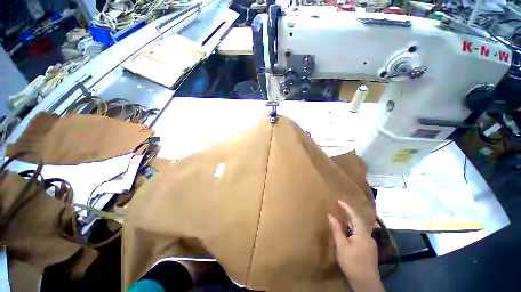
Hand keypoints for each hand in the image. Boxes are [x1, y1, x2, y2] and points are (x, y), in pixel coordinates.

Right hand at [328, 200, 384, 291]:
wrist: (366, 284)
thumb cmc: (352, 263)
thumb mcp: (342, 246)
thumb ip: (337, 230)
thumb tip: (330, 216)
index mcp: (362, 234)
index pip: (355, 216)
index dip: (347, 208)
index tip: (339, 201)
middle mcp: (369, 237)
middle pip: (357, 223)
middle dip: (348, 216)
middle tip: (338, 210)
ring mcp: (370, 244)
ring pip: (359, 230)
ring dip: (349, 225)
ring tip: (340, 223)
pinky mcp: (369, 250)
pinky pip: (360, 236)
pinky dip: (352, 233)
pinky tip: (347, 237)